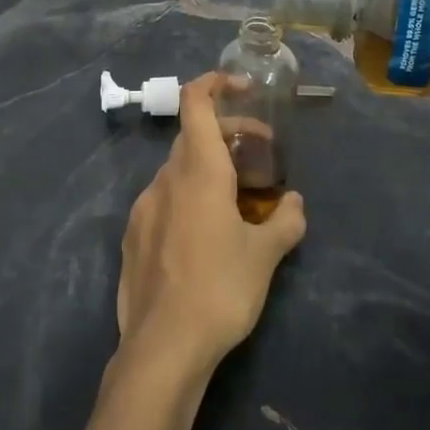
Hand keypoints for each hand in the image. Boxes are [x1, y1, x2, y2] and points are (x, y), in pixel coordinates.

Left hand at [115, 75, 306, 379]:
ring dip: (207, 167)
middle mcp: (166, 178)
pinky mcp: (132, 235)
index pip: (196, 102)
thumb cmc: (220, 290)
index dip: (215, 82)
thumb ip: (285, 221)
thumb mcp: (265, 257)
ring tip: (236, 198)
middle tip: (259, 153)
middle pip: (193, 135)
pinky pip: (163, 199)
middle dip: (227, 133)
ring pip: (178, 169)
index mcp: (198, 171)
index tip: (243, 88)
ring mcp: (144, 206)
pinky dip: (187, 196)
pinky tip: (203, 233)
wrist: (162, 347)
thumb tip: (296, 203)